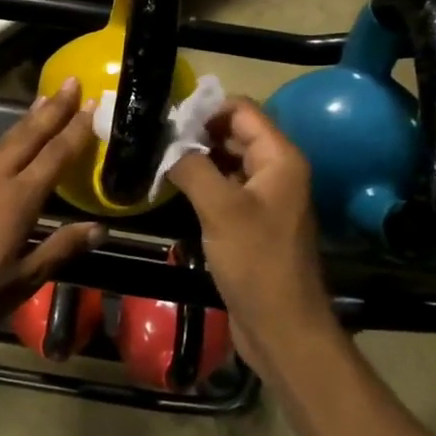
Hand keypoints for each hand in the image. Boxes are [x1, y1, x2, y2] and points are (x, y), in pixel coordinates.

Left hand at [0, 78, 102, 350]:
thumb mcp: (25, 279)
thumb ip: (61, 248)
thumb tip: (99, 228)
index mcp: (18, 199)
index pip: (55, 155)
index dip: (76, 130)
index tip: (92, 105)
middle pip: (29, 135)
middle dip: (53, 108)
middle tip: (71, 82)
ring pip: (4, 140)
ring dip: (27, 120)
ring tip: (44, 102)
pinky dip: (2, 140)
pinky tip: (4, 142)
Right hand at [167, 99, 336, 364]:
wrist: (281, 326)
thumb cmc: (256, 262)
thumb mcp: (221, 209)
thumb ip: (192, 167)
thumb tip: (166, 143)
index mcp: (280, 158)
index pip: (242, 110)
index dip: (205, 109)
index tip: (165, 120)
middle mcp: (276, 171)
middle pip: (234, 134)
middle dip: (196, 133)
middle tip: (154, 140)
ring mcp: (264, 198)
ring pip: (227, 162)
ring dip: (196, 159)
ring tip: (156, 160)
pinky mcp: (251, 222)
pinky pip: (225, 189)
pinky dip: (201, 183)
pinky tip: (171, 188)